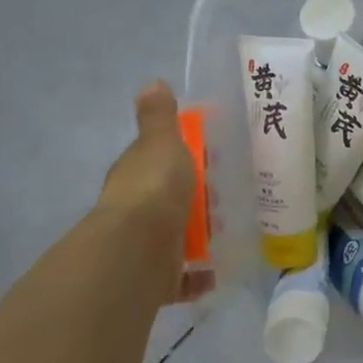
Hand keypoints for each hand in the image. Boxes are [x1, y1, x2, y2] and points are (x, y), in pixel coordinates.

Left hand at [94, 82, 208, 301]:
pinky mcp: (156, 279)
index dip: (177, 159)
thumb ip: (159, 117)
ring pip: (173, 239)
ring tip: (228, 232)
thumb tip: (152, 83)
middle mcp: (134, 212)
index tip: (206, 159)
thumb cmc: (153, 188)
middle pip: (166, 202)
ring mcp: (144, 247)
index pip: (154, 163)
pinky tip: (217, 272)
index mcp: (135, 176)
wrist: (138, 249)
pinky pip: (181, 279)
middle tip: (224, 197)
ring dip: (196, 237)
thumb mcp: (161, 142)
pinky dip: (198, 277)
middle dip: (191, 201)